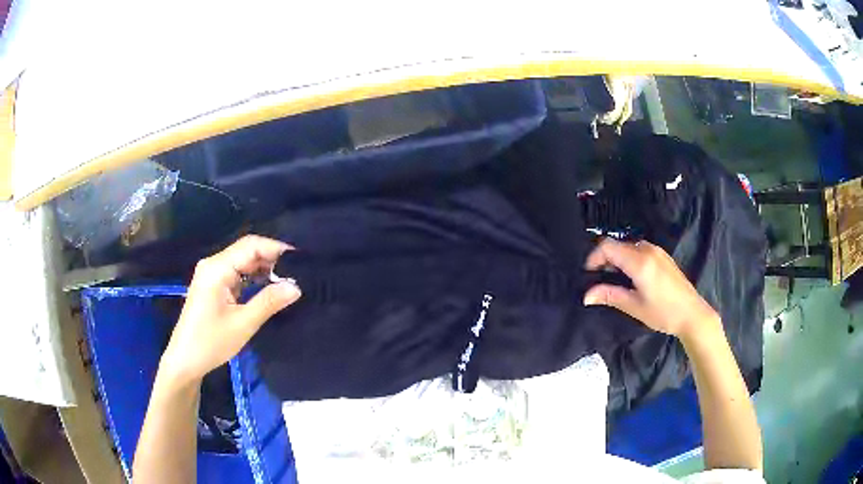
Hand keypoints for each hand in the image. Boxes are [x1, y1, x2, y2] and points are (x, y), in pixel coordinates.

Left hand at [160, 235, 300, 385]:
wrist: (184, 361)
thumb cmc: (210, 343)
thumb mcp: (243, 324)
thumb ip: (269, 302)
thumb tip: (297, 287)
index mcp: (217, 268)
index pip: (251, 246)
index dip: (277, 249)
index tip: (302, 261)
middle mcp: (214, 264)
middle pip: (247, 250)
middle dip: (273, 259)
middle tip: (300, 273)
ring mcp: (213, 274)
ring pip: (244, 262)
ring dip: (265, 269)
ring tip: (290, 281)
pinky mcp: (214, 285)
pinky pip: (238, 273)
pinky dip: (255, 278)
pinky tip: (270, 287)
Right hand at [583, 238, 717, 338]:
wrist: (692, 314)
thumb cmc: (663, 313)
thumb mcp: (634, 306)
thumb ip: (609, 296)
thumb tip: (586, 296)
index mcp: (639, 261)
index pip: (608, 246)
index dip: (594, 258)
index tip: (589, 275)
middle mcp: (647, 249)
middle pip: (617, 245)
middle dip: (604, 260)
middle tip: (600, 281)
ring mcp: (657, 251)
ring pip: (628, 247)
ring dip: (617, 259)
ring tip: (615, 281)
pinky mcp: (662, 256)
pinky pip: (639, 250)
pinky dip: (629, 259)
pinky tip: (632, 278)